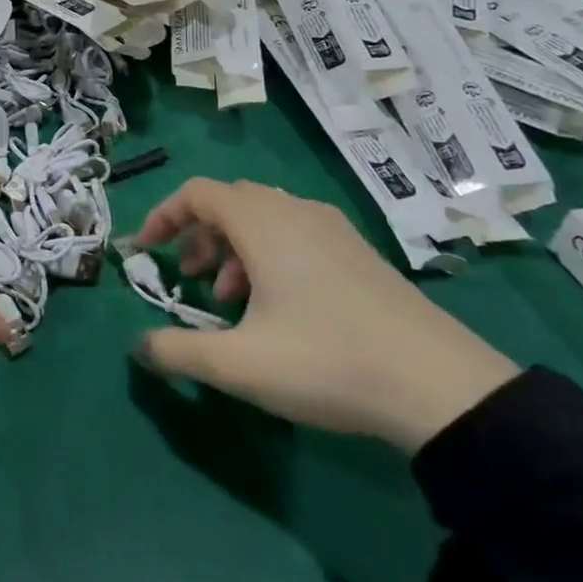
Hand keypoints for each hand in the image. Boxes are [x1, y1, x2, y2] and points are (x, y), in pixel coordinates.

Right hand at [132, 178, 519, 452]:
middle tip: (189, 278)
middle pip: (229, 202)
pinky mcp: (359, 253)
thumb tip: (138, 347)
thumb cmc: (327, 362)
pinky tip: (277, 307)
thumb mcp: (238, 365)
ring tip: (229, 300)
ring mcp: (333, 230)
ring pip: (263, 218)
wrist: (443, 388)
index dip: (163, 216)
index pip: (196, 193)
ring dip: (232, 248)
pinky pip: (295, 234)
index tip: (145, 251)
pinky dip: (267, 256)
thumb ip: (177, 351)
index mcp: (263, 223)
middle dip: (197, 235)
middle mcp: (295, 212)